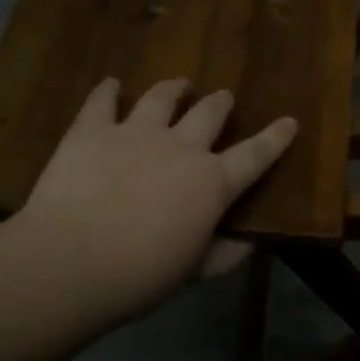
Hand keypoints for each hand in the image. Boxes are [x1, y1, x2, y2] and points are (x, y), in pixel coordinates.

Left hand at [0, 78, 296, 328]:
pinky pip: (102, 101)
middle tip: (223, 99)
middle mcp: (181, 147)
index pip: (255, 155)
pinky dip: (107, 91)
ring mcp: (135, 132)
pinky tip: (110, 84)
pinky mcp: (92, 130)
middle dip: (220, 104)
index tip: (290, 121)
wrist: (69, 262)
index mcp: (211, 183)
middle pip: (209, 114)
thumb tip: (248, 245)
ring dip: (174, 89)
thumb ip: (223, 255)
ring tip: (179, 85)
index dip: (275, 138)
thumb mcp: (192, 272)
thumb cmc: (139, 276)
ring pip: (162, 97)